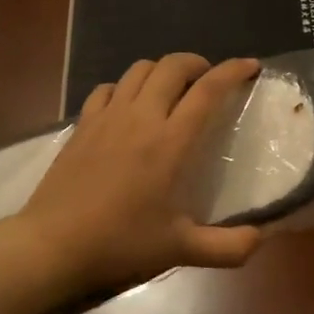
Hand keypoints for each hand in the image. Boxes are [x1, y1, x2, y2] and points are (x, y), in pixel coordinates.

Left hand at [10, 53, 265, 294]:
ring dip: (161, 71)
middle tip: (208, 80)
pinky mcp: (81, 125)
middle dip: (197, 63)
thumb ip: (228, 247)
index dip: (233, 71)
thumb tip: (261, 239)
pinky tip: (127, 106)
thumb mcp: (181, 250)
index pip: (208, 90)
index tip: (250, 65)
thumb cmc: (121, 244)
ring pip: (138, 70)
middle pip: (172, 66)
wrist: (53, 245)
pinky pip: (106, 88)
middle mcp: (140, 117)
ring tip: (171, 89)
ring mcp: (106, 117)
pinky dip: (124, 87)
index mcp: (170, 142)